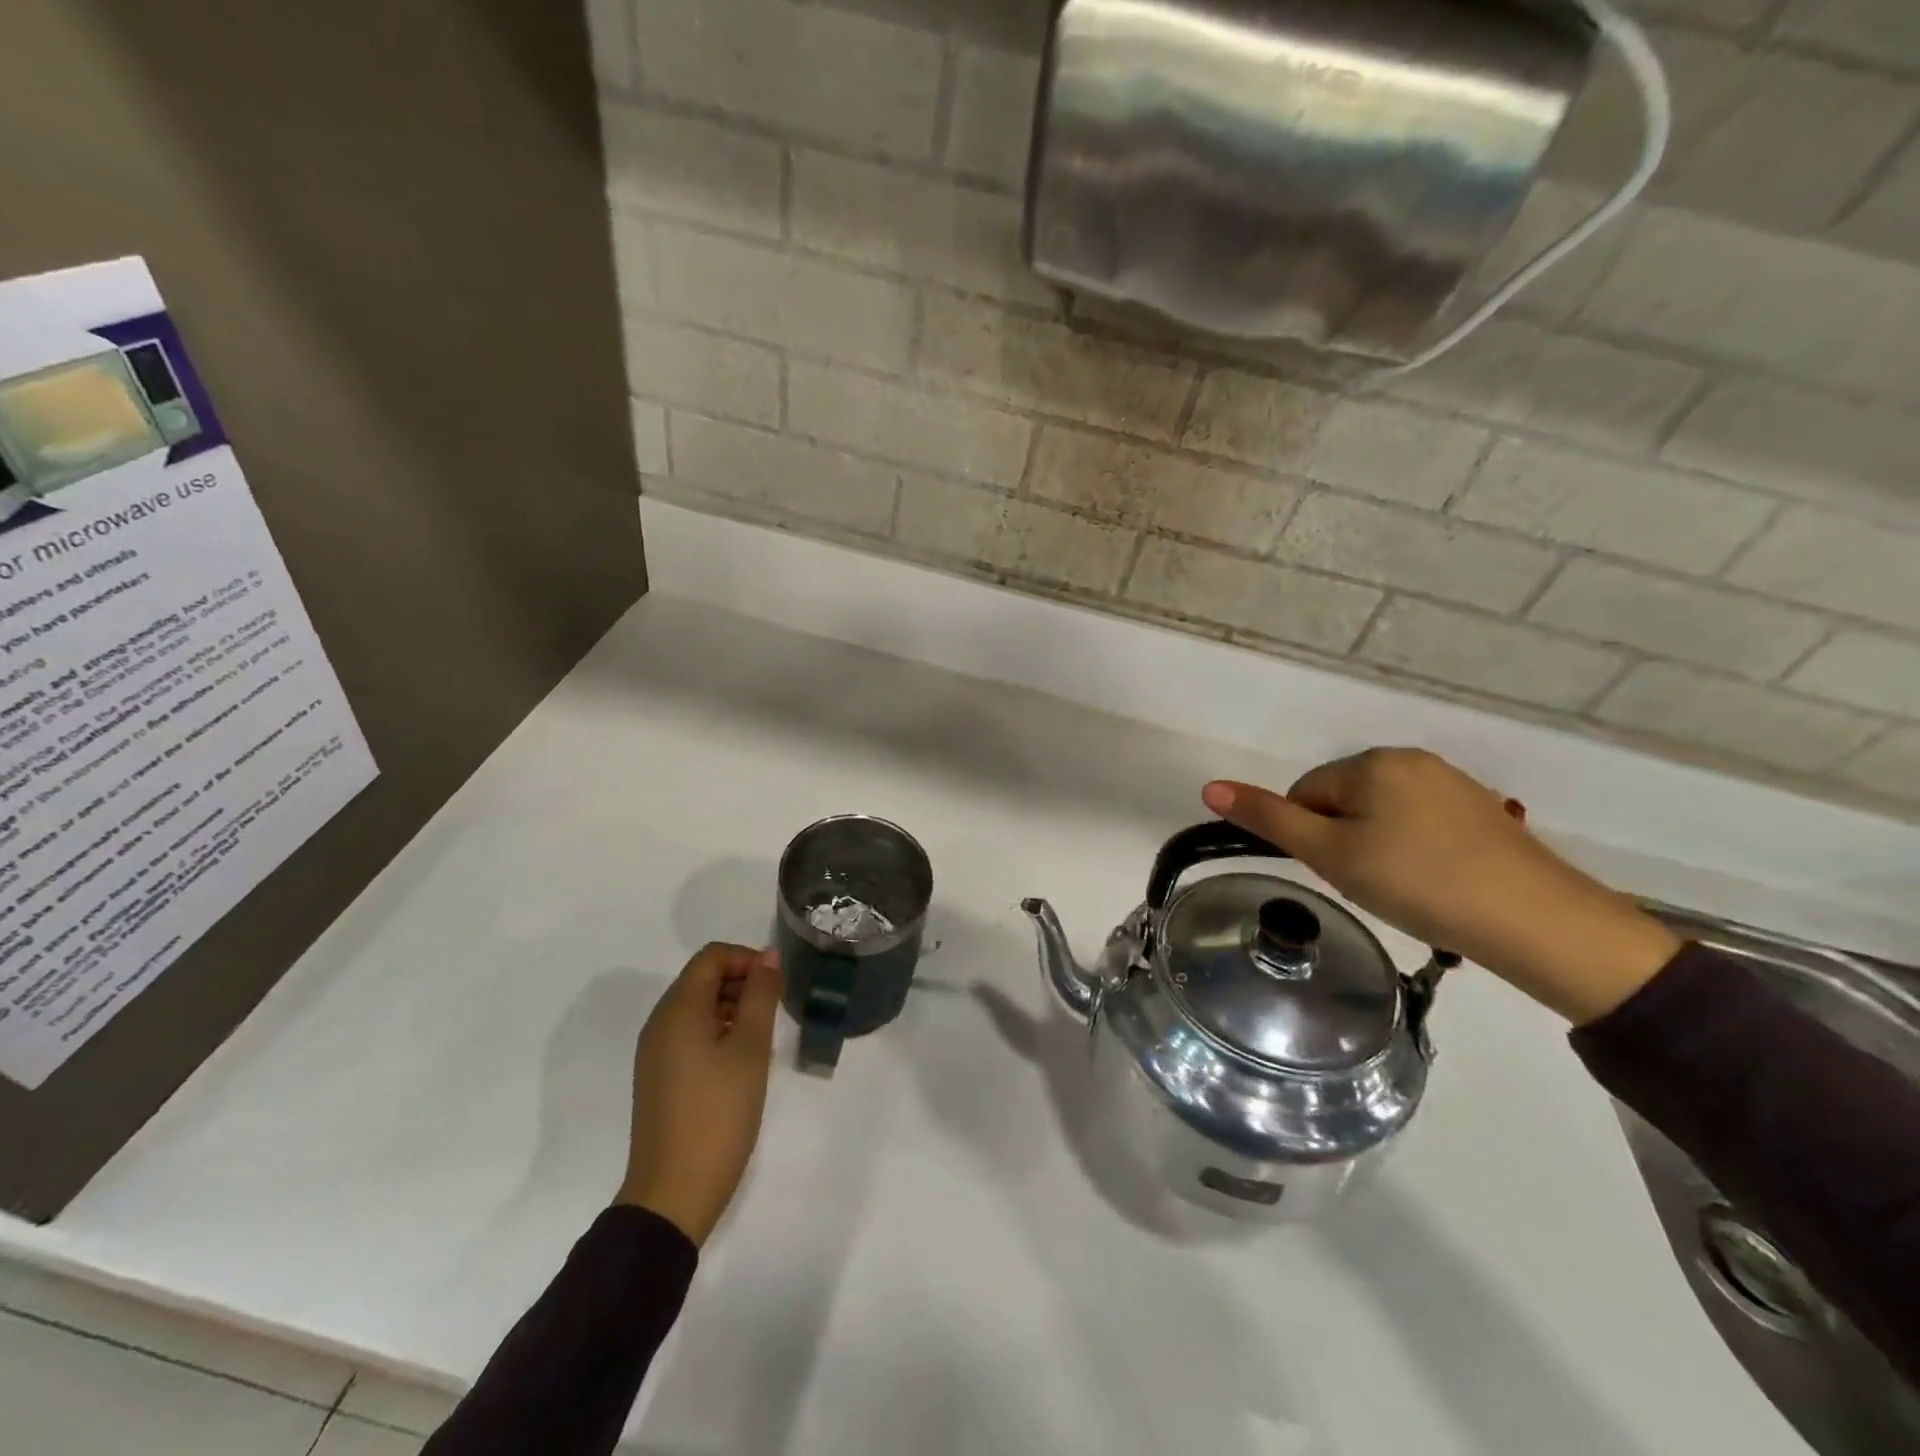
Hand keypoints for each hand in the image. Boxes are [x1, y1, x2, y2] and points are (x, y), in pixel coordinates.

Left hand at [617, 943, 782, 1246]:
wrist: (674, 1194)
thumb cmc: (718, 1113)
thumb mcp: (750, 1049)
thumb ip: (761, 996)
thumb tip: (768, 956)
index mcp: (678, 1010)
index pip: (712, 957)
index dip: (747, 959)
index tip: (777, 984)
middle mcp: (660, 1024)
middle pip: (702, 979)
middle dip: (742, 983)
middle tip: (775, 1011)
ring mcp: (656, 1053)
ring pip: (698, 1008)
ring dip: (733, 1008)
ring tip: (763, 1038)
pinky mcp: (660, 1078)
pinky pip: (690, 1035)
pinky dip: (718, 1032)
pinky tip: (742, 1062)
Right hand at [1202, 749, 1680, 1023]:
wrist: (1537, 922)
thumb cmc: (1418, 883)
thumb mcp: (1332, 854)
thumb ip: (1269, 818)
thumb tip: (1209, 787)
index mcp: (1373, 762)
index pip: (1305, 793)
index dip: (1310, 838)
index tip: (1339, 873)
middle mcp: (1412, 759)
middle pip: (1343, 800)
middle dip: (1343, 840)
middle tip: (1370, 884)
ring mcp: (1453, 783)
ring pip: (1381, 814)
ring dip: (1376, 847)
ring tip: (1404, 888)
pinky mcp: (1483, 812)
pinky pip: (1421, 824)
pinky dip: (1415, 851)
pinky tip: (1436, 883)